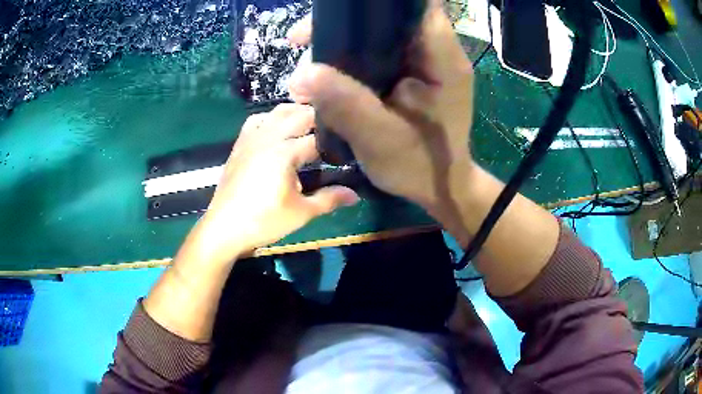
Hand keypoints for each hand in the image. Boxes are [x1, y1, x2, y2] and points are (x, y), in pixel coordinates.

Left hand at [189, 104, 359, 264]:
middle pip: (299, 115)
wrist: (224, 228)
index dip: (334, 143)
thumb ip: (330, 199)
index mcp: (285, 152)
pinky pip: (256, 120)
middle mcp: (268, 137)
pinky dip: (270, 119)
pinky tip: (276, 130)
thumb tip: (355, 195)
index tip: (346, 148)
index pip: (318, 138)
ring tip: (309, 126)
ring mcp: (251, 138)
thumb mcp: (301, 213)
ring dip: (295, 113)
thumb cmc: (263, 221)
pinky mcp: (240, 144)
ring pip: (277, 112)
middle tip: (334, 132)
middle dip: (319, 119)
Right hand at [286, 0, 474, 218]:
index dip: (377, 2)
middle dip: (346, 21)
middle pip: (392, 15)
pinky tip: (328, 71)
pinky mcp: (415, 73)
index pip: (418, 4)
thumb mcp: (380, 139)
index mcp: (442, 59)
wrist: (441, 188)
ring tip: (309, 58)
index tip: (336, 11)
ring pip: (382, 32)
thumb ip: (345, 104)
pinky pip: (380, 51)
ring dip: (344, 39)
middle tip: (304, 40)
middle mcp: (438, 52)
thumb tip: (301, 74)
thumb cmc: (420, 167)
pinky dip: (352, 56)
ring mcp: (426, 62)